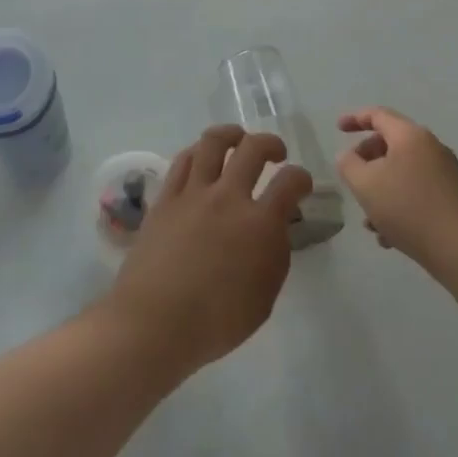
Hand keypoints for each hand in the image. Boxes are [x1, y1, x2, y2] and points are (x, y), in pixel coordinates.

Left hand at [102, 125, 312, 378]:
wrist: (155, 321)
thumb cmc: (216, 322)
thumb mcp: (264, 298)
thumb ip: (274, 255)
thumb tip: (274, 228)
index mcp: (259, 224)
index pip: (290, 183)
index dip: (302, 178)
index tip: (302, 183)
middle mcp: (228, 197)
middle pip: (253, 148)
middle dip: (270, 143)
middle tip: (275, 153)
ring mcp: (194, 192)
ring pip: (213, 142)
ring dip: (231, 134)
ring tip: (237, 139)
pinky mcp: (166, 196)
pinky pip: (183, 160)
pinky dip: (198, 152)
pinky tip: (202, 158)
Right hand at [337, 107, 457, 281]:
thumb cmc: (408, 209)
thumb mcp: (365, 184)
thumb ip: (348, 164)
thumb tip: (349, 156)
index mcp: (410, 135)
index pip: (378, 115)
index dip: (355, 119)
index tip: (338, 129)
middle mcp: (431, 147)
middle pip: (390, 143)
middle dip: (367, 161)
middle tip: (353, 180)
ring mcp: (445, 172)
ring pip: (402, 171)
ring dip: (381, 189)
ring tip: (369, 220)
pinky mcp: (453, 197)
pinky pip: (417, 190)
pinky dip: (399, 203)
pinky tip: (389, 236)